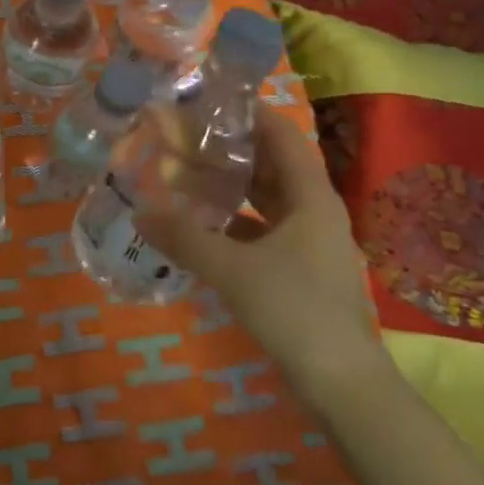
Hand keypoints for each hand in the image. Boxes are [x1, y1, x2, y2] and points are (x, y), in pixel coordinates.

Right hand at [134, 107, 391, 405]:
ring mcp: (309, 242)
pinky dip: (235, 221)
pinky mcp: (300, 269)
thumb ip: (185, 237)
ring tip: (186, 172)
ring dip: (232, 185)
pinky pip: (264, 229)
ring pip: (267, 198)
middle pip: (272, 163)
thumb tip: (140, 209)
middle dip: (232, 148)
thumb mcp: (233, 270)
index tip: (209, 100)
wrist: (343, 385)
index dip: (250, 112)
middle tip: (185, 135)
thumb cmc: (295, 310)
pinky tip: (202, 226)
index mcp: (310, 196)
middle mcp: (314, 210)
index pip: (282, 134)